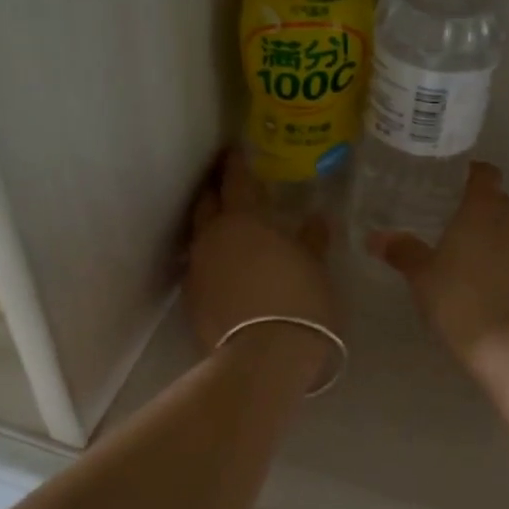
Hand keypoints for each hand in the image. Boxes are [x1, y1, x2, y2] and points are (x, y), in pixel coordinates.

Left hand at [187, 152, 337, 371]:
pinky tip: (226, 267)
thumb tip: (316, 218)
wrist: (264, 359)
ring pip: (199, 236)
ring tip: (228, 226)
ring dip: (211, 226)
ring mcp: (197, 270)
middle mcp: (212, 238)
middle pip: (206, 203)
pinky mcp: (192, 300)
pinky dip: (212, 259)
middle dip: (215, 189)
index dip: (235, 163)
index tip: (235, 149)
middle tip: (226, 182)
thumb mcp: (316, 267)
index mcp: (243, 220)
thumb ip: (312, 239)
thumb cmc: (299, 302)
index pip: (235, 180)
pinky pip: (200, 267)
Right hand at [369, 162, 508, 364]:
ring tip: (470, 253)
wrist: (505, 343)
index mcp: (484, 207)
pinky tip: (489, 279)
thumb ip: (402, 250)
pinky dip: (508, 259)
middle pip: (499, 201)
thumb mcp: (421, 274)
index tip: (452, 184)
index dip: (471, 174)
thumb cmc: (457, 297)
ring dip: (496, 234)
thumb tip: (375, 238)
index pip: (485, 174)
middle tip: (452, 223)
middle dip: (480, 208)